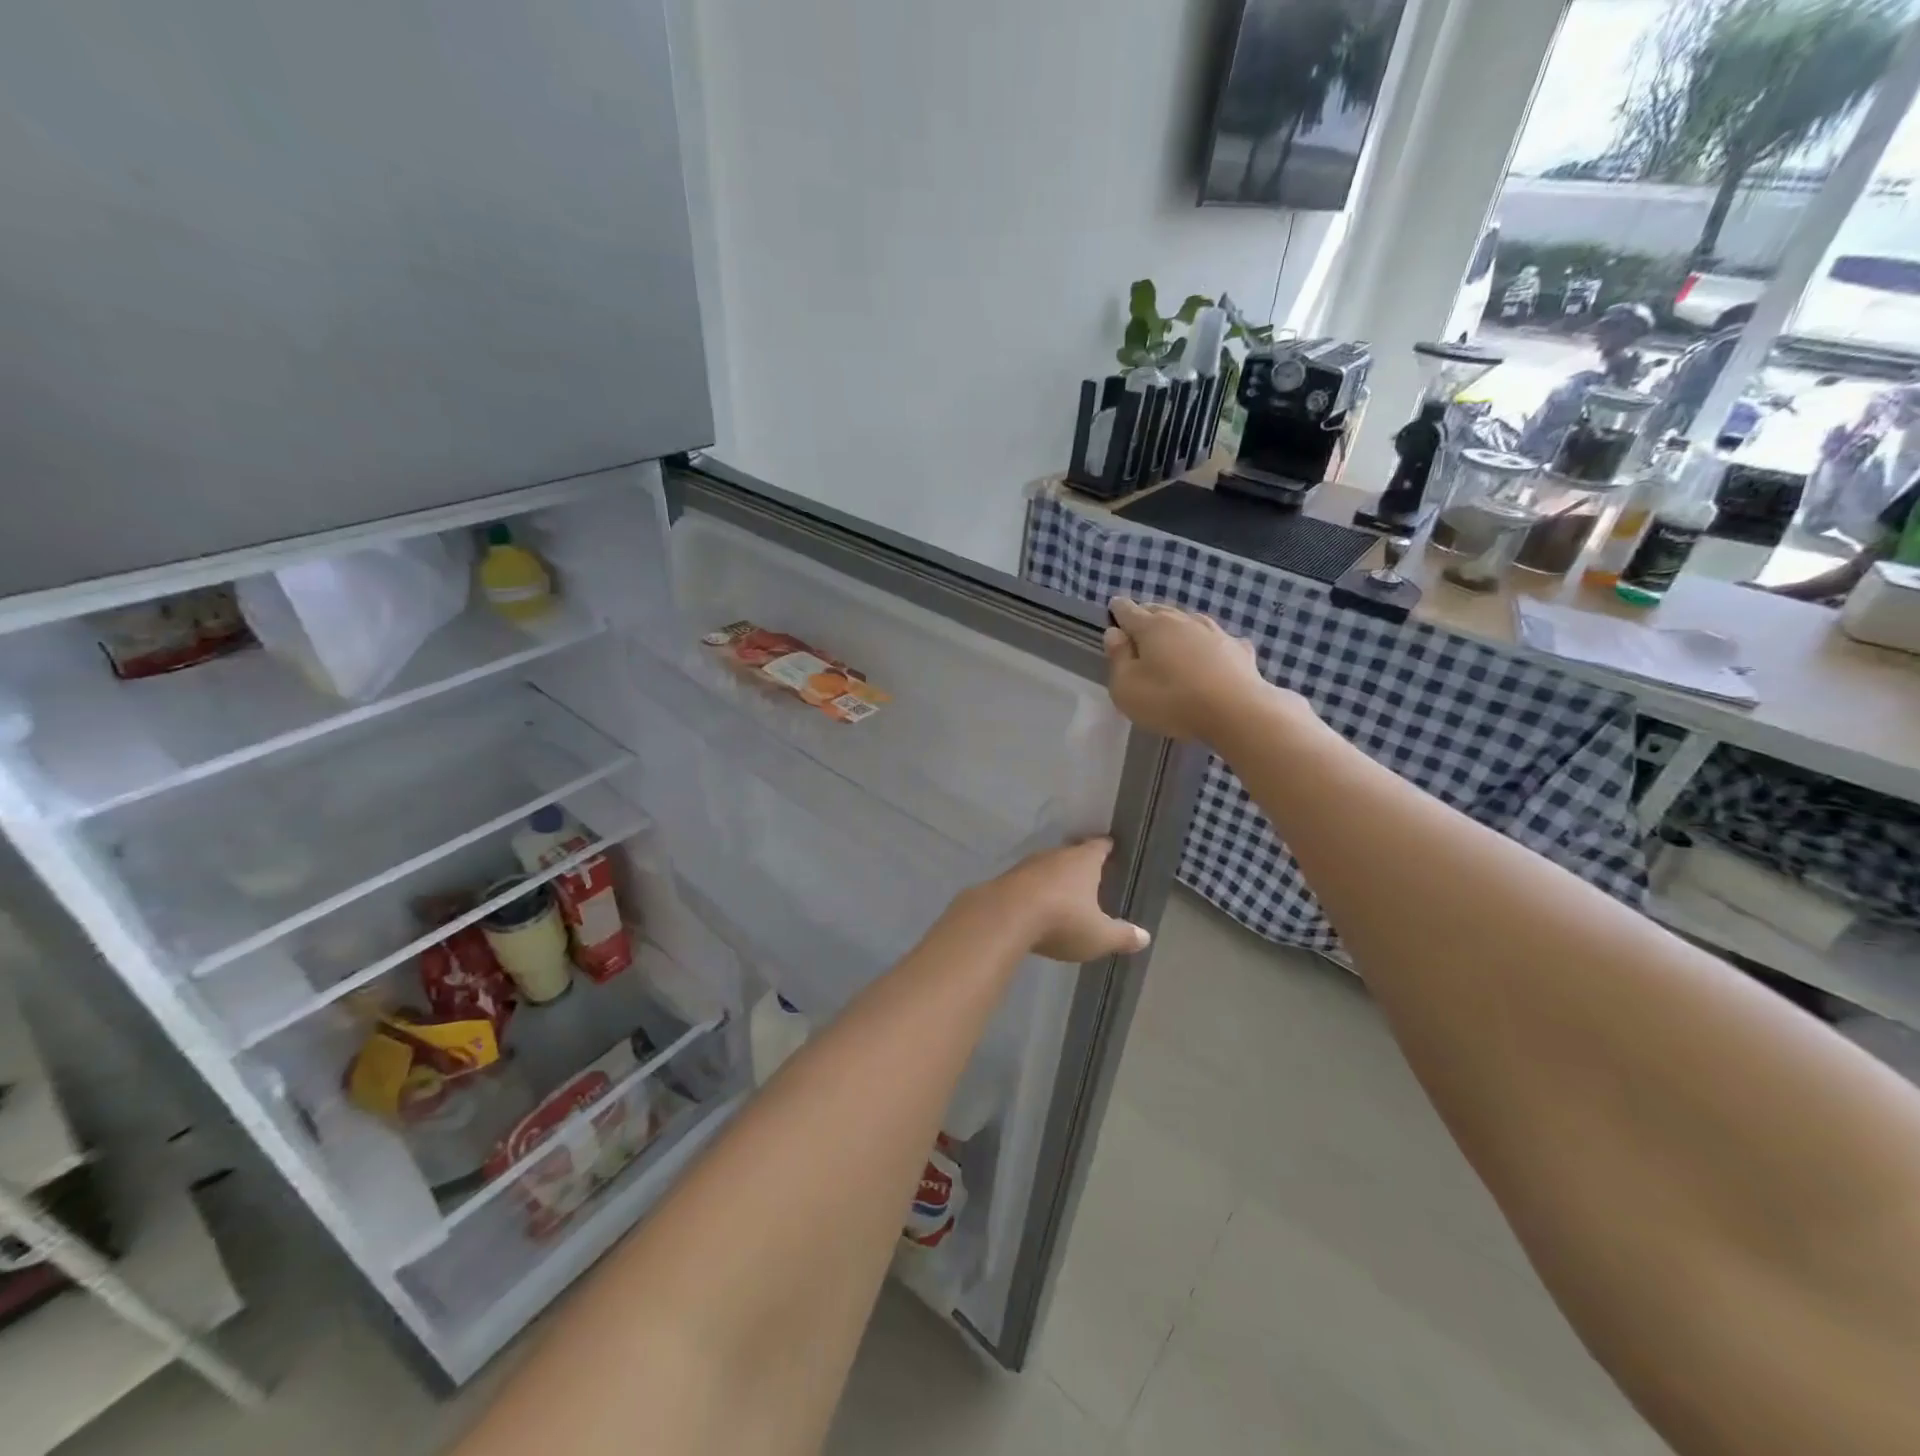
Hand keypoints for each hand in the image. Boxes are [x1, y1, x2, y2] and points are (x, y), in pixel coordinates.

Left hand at [964, 839, 1149, 961]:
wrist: (1004, 917)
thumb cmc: (1062, 921)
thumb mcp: (1099, 935)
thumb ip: (1122, 935)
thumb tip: (1145, 937)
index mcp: (1083, 861)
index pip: (1099, 846)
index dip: (1106, 847)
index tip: (1110, 847)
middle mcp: (1056, 855)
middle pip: (1071, 853)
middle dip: (1079, 862)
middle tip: (1089, 872)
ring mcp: (1028, 865)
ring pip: (1047, 866)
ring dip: (1054, 876)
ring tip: (1063, 890)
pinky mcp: (1006, 879)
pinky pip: (1027, 881)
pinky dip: (1034, 889)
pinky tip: (1035, 903)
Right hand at [1103, 598, 1280, 743]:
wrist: (1236, 711)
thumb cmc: (1170, 700)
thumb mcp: (1127, 687)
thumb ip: (1118, 658)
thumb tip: (1114, 633)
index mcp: (1151, 628)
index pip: (1128, 611)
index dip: (1118, 610)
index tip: (1113, 609)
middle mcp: (1183, 621)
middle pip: (1159, 611)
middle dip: (1146, 616)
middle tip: (1138, 627)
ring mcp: (1214, 632)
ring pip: (1189, 621)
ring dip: (1178, 628)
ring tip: (1172, 638)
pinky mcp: (1238, 649)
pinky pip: (1218, 641)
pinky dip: (1209, 645)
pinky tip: (1213, 654)